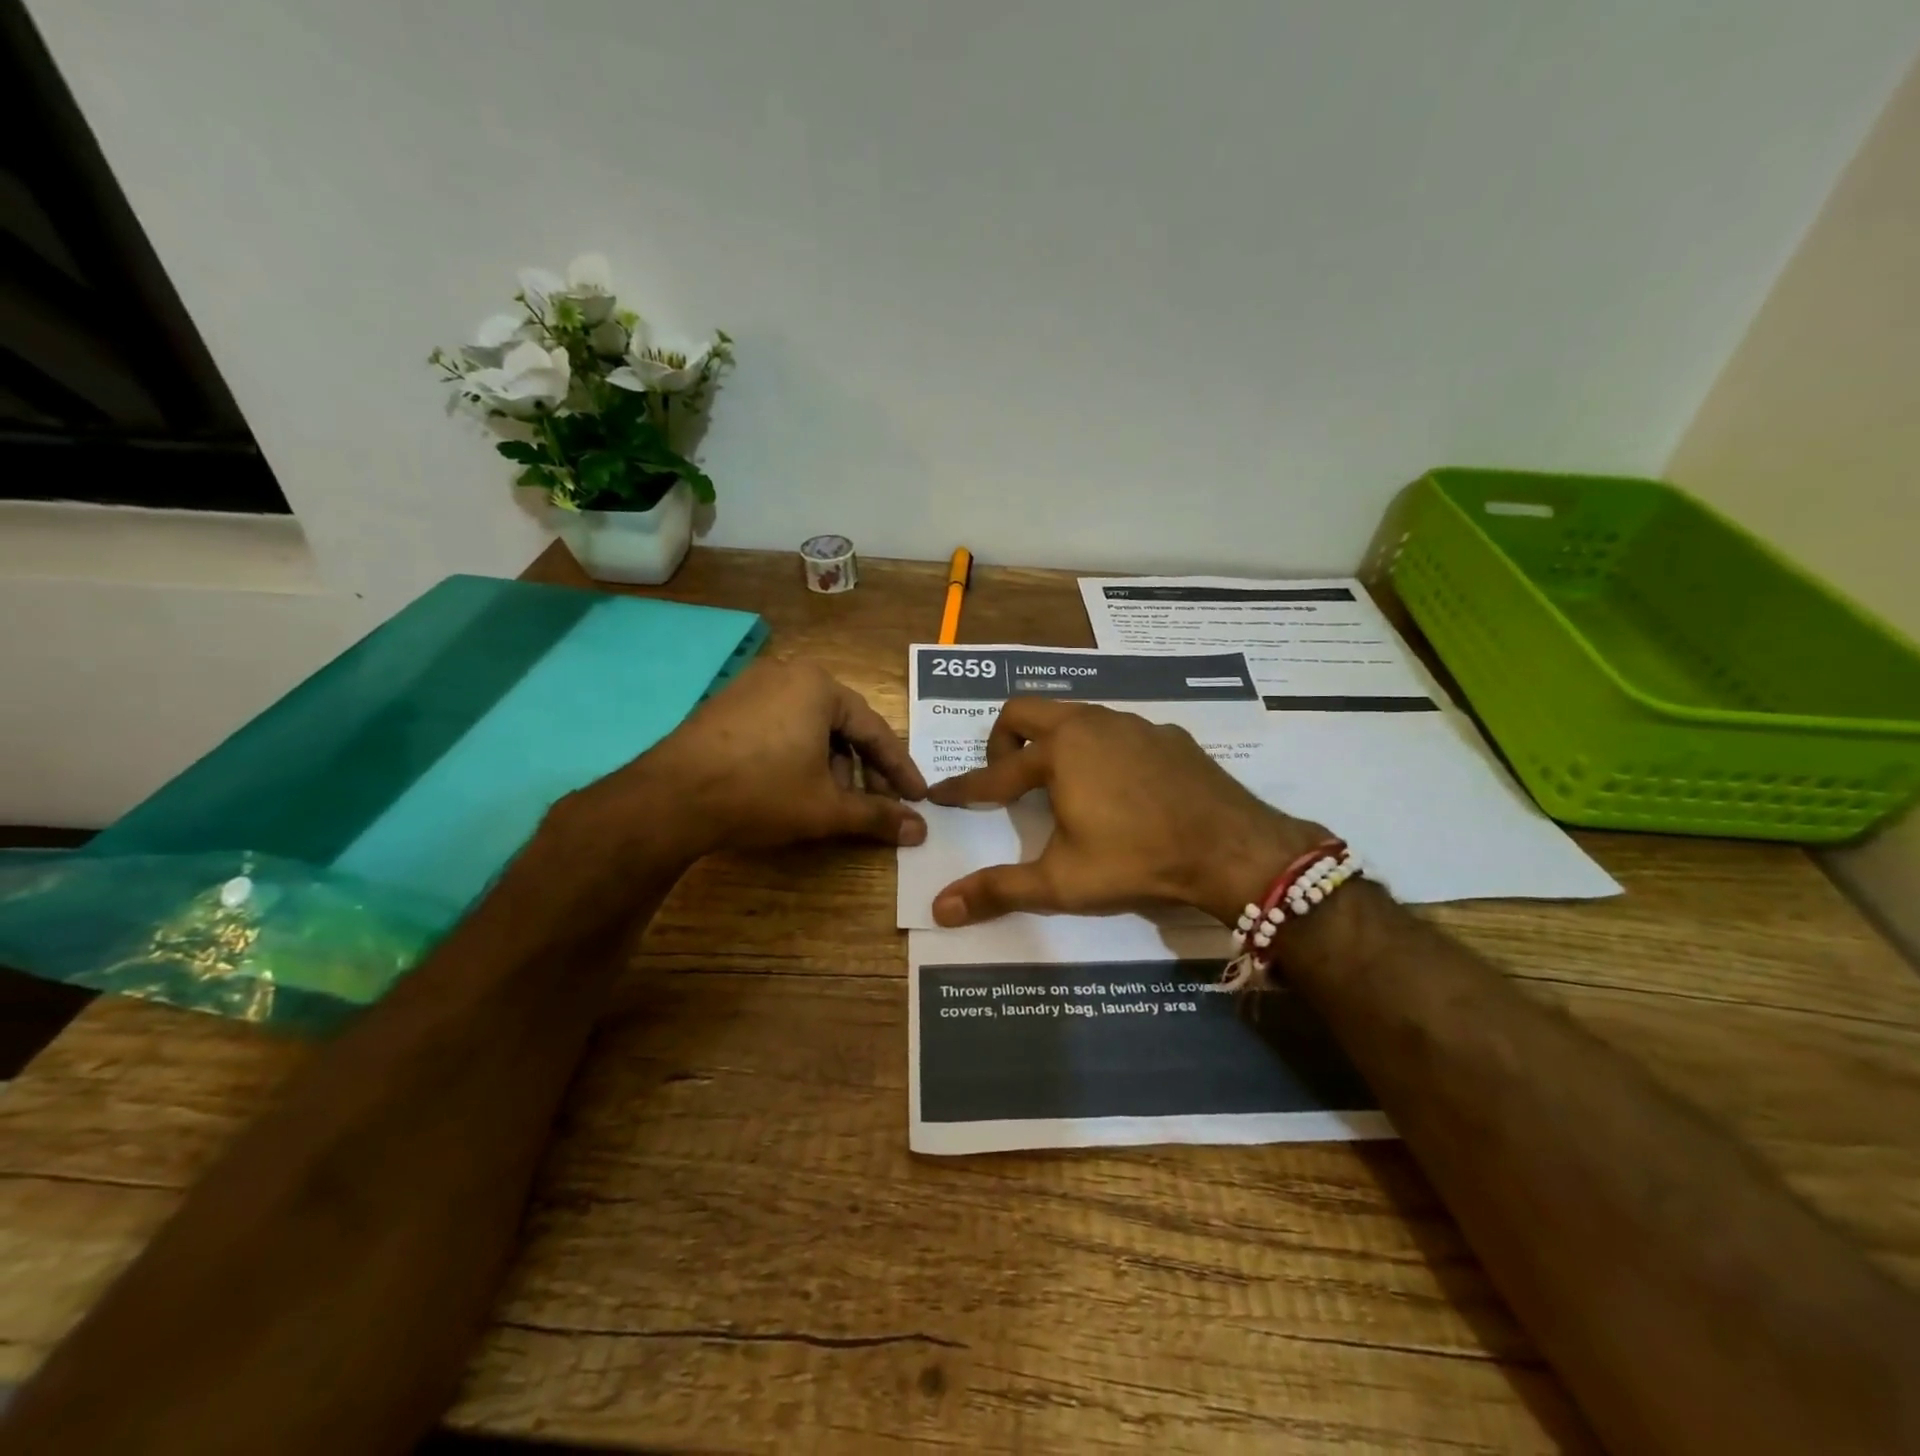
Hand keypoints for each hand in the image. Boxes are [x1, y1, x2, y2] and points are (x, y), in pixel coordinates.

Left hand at [568, 660, 926, 858]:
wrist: (669, 798)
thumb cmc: (761, 792)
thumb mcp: (826, 808)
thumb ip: (877, 816)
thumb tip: (921, 831)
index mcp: (820, 686)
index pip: (875, 731)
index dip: (899, 770)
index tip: (918, 798)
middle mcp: (789, 673)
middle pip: (842, 725)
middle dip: (862, 768)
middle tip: (875, 802)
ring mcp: (752, 685)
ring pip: (810, 726)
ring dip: (830, 764)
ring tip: (832, 800)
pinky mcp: (726, 705)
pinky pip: (780, 726)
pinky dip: (797, 754)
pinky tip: (794, 785)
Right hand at [925, 699, 1327, 925]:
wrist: (1231, 848)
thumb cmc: (1136, 861)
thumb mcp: (1061, 882)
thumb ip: (998, 890)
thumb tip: (939, 908)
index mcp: (1057, 753)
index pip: (993, 773)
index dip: (962, 788)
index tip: (940, 794)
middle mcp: (1089, 724)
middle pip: (1024, 709)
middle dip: (1002, 739)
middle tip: (1005, 779)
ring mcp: (1132, 723)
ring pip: (1073, 713)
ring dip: (1052, 739)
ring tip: (1059, 781)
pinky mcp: (1166, 734)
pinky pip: (1116, 729)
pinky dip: (1099, 748)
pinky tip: (1118, 785)